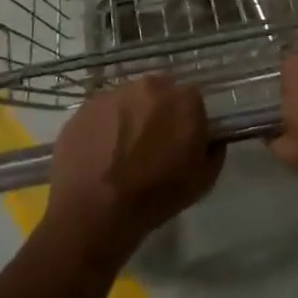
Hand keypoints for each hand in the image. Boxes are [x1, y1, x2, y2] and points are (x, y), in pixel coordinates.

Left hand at [45, 75, 221, 258]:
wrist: (95, 210)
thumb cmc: (156, 195)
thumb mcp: (203, 180)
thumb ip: (213, 151)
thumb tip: (211, 140)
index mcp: (183, 100)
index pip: (193, 100)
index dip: (187, 120)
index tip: (181, 141)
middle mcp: (149, 87)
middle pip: (159, 93)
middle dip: (158, 113)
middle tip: (151, 144)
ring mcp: (112, 94)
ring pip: (128, 101)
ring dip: (129, 118)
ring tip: (121, 151)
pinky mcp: (84, 108)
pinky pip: (101, 114)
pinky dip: (103, 128)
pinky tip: (99, 155)